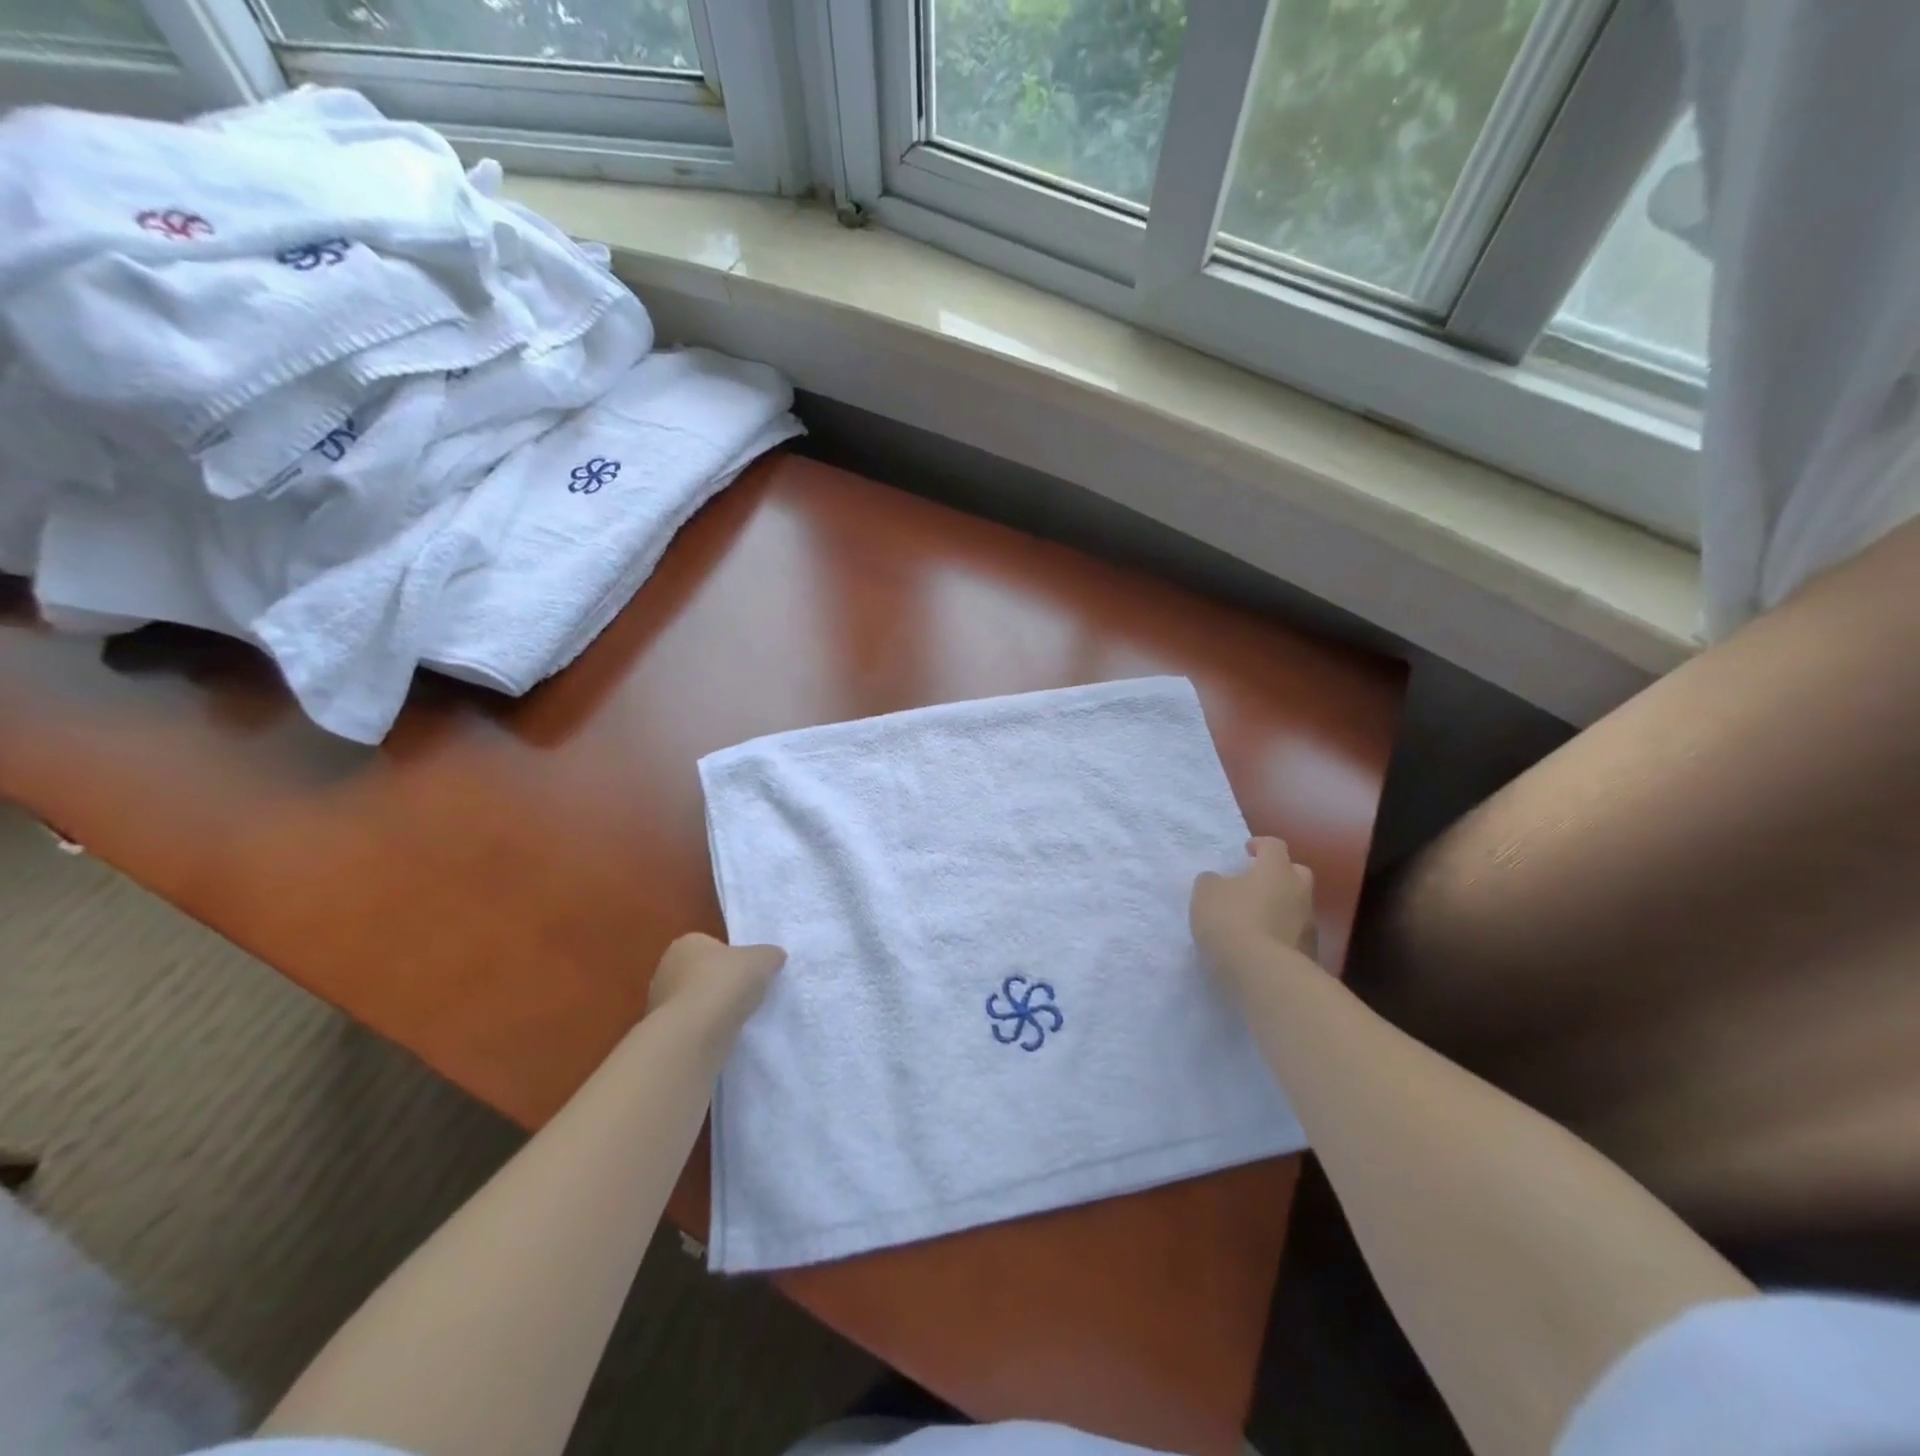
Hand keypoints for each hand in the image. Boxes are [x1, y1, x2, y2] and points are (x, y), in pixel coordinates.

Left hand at [646, 933, 785, 1023]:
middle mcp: (666, 969)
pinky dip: (705, 1030)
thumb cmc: (725, 983)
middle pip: (701, 973)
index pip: (711, 945)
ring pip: (695, 1001)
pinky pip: (691, 1025)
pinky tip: (722, 1035)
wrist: (695, 1034)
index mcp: (686, 943)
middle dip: (720, 983)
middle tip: (745, 993)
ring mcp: (659, 1003)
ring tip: (737, 1018)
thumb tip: (774, 957)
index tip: (748, 971)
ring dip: (712, 1008)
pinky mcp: (664, 1032)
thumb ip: (769, 955)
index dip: (731, 957)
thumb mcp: (763, 959)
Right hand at [1191, 837, 1318, 969]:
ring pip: (1298, 906)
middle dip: (1280, 874)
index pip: (1274, 845)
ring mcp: (1309, 924)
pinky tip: (1263, 944)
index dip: (1260, 845)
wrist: (1263, 973)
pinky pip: (1295, 934)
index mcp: (1276, 869)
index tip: (1247, 851)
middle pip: (1296, 873)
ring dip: (1281, 907)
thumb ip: (1212, 881)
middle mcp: (1299, 891)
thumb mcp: (1206, 894)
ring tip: (1257, 919)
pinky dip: (1282, 934)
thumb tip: (1218, 881)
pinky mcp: (1311, 953)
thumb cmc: (1231, 920)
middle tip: (1257, 883)